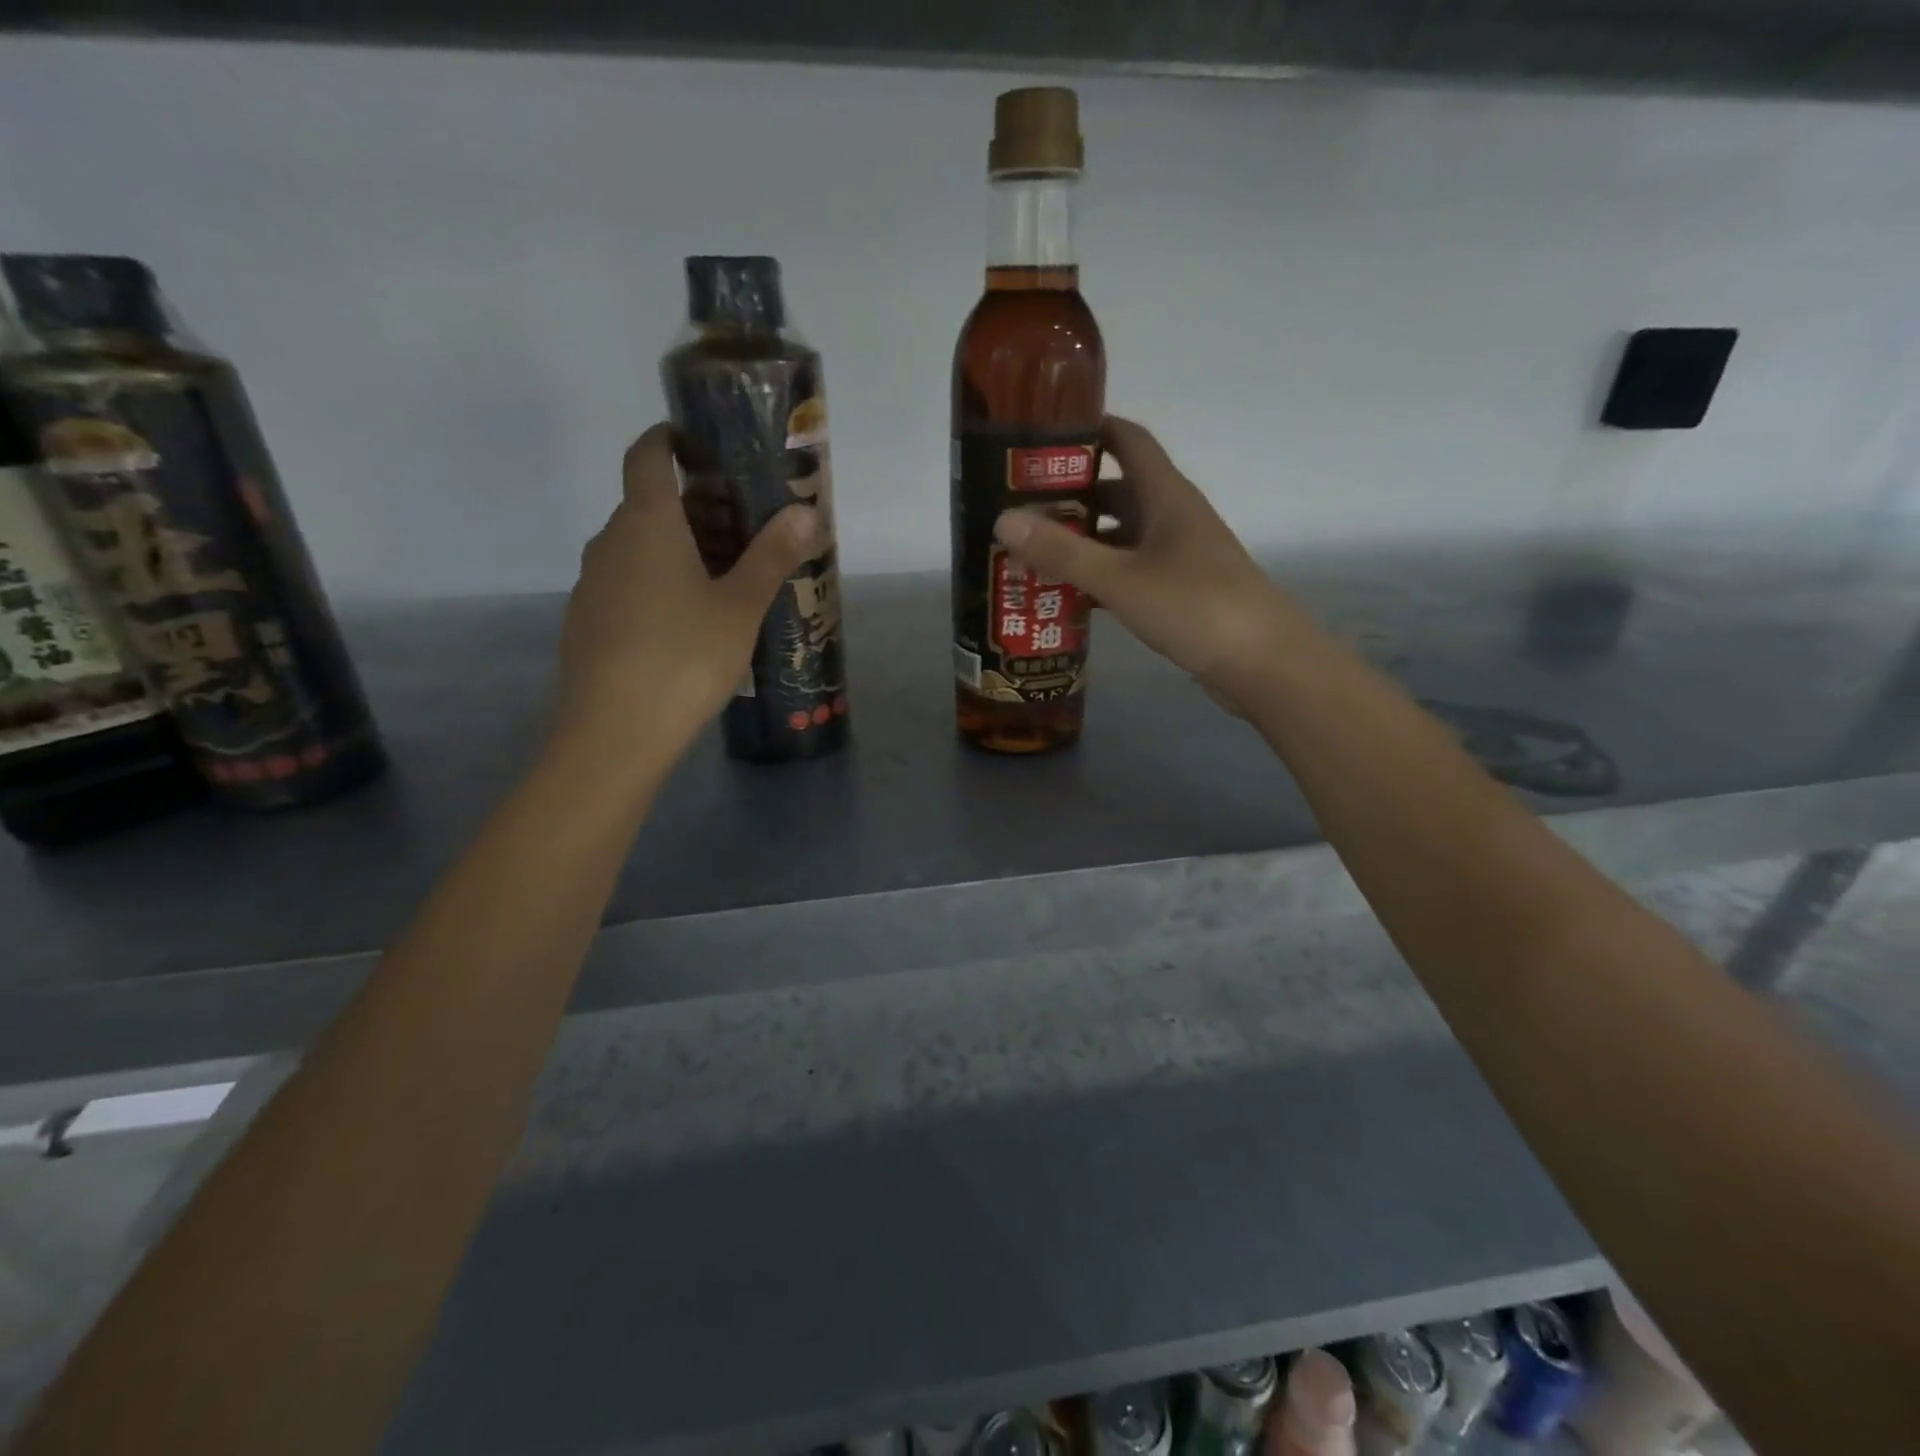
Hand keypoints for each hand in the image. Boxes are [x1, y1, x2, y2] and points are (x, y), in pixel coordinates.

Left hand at [549, 423, 820, 782]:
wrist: (614, 732)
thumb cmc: (684, 658)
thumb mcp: (740, 607)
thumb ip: (772, 556)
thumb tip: (805, 512)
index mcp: (647, 524)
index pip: (647, 456)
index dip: (668, 439)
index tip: (700, 443)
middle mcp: (610, 542)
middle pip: (648, 505)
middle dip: (694, 507)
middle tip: (743, 528)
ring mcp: (592, 583)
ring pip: (637, 548)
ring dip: (678, 548)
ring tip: (724, 578)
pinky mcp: (587, 621)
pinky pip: (627, 583)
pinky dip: (658, 583)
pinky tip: (688, 623)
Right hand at [993, 416, 1310, 712]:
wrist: (1262, 663)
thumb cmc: (1194, 607)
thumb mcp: (1120, 578)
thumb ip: (1063, 552)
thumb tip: (1003, 520)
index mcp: (1165, 495)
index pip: (1126, 439)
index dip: (1088, 428)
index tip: (1040, 436)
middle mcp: (1173, 516)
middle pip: (1117, 488)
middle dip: (1070, 495)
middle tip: (1019, 507)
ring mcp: (1179, 555)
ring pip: (1122, 534)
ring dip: (1082, 540)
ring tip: (1032, 552)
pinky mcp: (1180, 590)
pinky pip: (1130, 570)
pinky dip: (1100, 575)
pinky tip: (1067, 595)